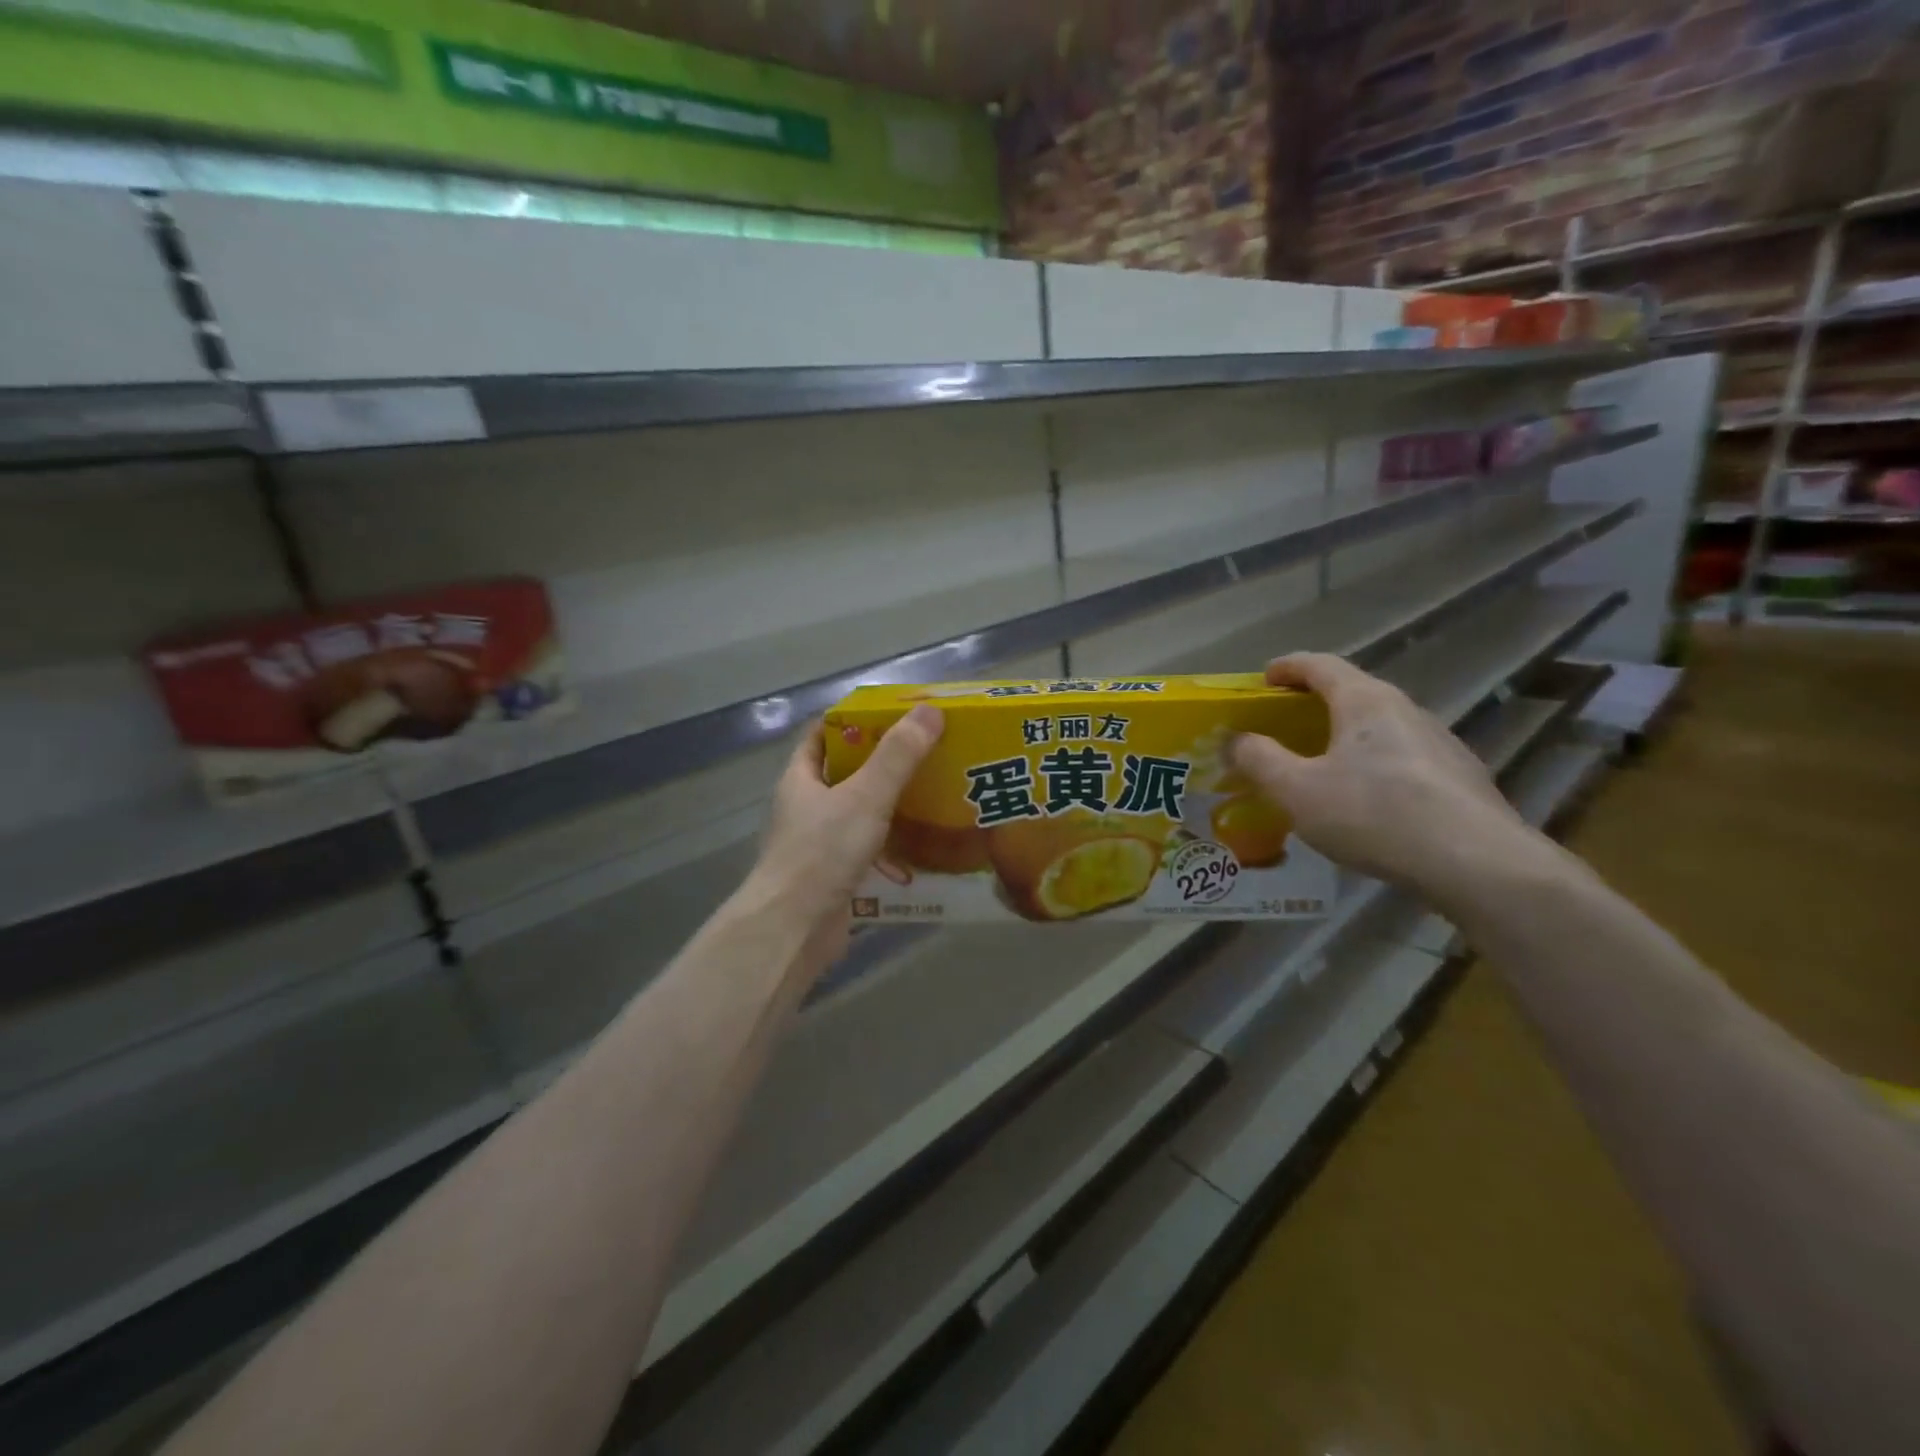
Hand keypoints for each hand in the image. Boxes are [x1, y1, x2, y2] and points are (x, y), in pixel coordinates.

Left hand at [750, 705, 944, 958]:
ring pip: (860, 813)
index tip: (894, 715)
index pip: (822, 735)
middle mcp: (806, 807)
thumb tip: (930, 710)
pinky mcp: (835, 875)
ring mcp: (819, 843)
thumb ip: (898, 756)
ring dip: (892, 805)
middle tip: (927, 751)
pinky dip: (893, 845)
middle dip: (883, 762)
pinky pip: (869, 849)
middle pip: (846, 773)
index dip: (853, 720)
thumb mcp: (865, 796)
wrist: (794, 929)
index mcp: (801, 779)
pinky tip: (925, 844)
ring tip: (935, 793)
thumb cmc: (822, 852)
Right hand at [1228, 653, 1538, 898]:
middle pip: (1352, 692)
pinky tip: (1366, 802)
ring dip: (1345, 736)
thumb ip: (1260, 760)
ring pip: (1380, 727)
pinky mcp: (1459, 776)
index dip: (1287, 667)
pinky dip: (1373, 764)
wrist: (1477, 863)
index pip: (1320, 665)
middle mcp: (1405, 709)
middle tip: (1284, 726)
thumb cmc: (1374, 814)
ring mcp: (1439, 742)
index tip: (1263, 679)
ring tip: (1321, 767)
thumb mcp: (1296, 791)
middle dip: (1313, 703)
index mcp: (1364, 701)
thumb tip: (1237, 740)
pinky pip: (1402, 757)